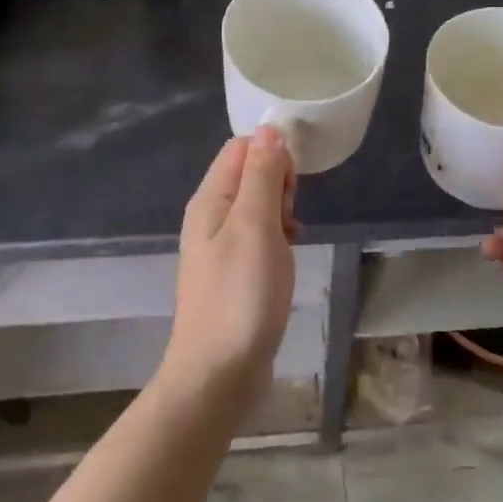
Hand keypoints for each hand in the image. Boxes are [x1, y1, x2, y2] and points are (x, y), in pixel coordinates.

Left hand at [162, 126, 297, 403]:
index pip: (241, 148)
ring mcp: (220, 245)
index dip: (271, 154)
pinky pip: (259, 236)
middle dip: (279, 185)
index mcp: (210, 198)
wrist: (219, 373)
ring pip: (258, 206)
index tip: (292, 184)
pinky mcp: (234, 271)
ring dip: (281, 214)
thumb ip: (262, 175)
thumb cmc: (240, 294)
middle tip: (288, 219)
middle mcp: (210, 216)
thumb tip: (269, 128)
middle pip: (250, 174)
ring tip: (289, 241)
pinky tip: (286, 259)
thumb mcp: (255, 225)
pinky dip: (277, 239)